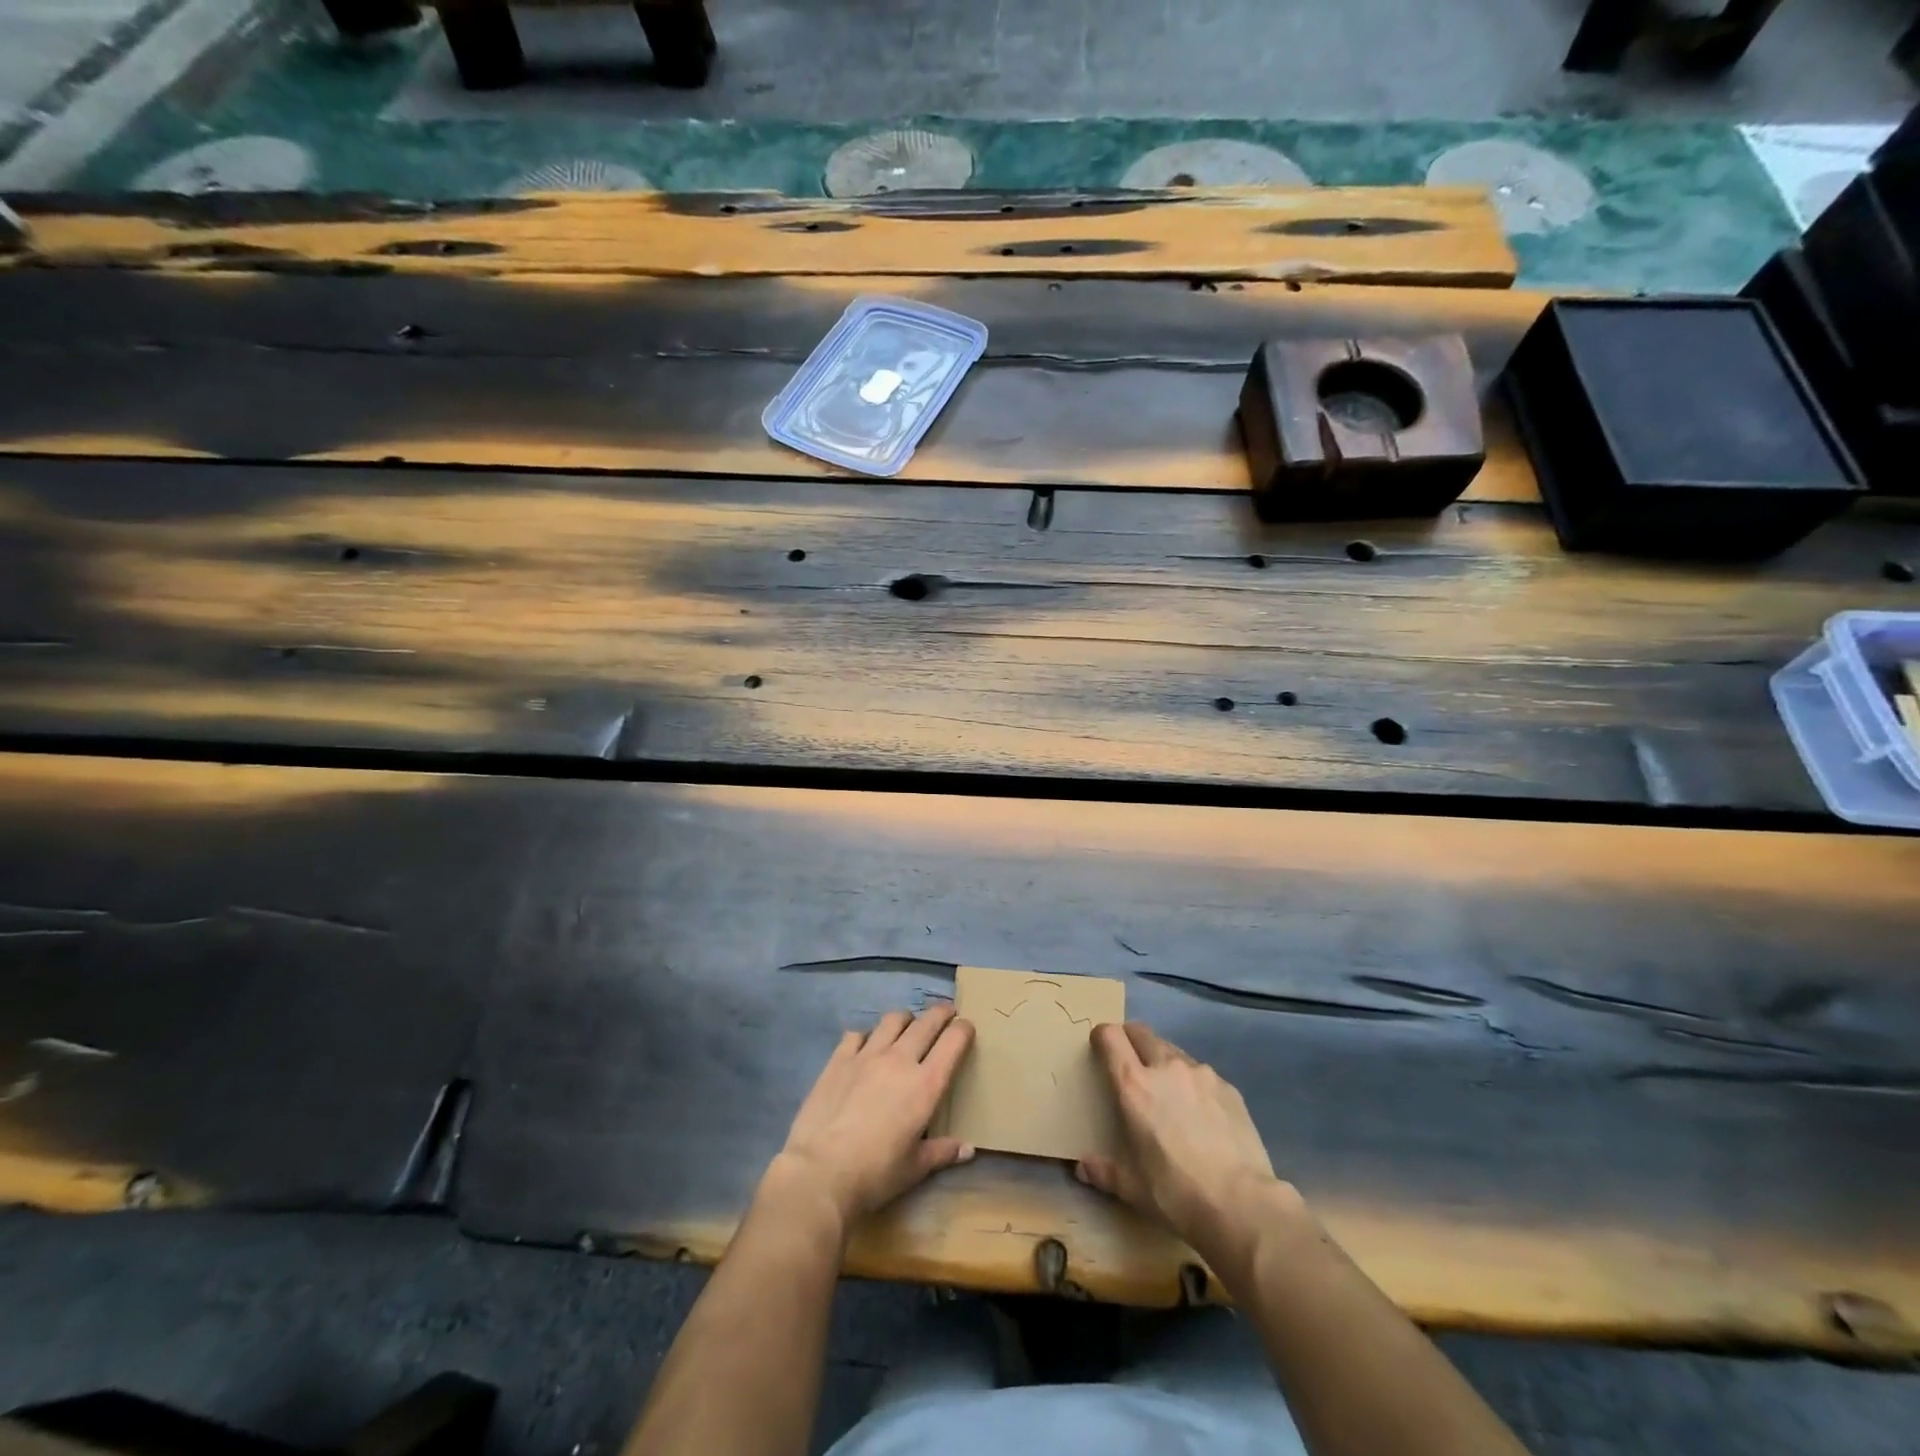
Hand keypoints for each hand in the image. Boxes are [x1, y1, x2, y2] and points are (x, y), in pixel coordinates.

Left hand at [769, 1005, 975, 1226]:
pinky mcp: (839, 1059)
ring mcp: (867, 1055)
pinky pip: (857, 1034)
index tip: (967, 1027)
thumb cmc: (876, 1174)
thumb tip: (968, 1149)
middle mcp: (900, 1060)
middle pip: (926, 1022)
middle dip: (941, 1013)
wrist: (821, 1171)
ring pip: (893, 1020)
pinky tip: (865, 1046)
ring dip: (905, 1019)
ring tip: (907, 1026)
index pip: (953, 1042)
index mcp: (926, 1084)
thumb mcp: (915, 1168)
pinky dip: (867, 1036)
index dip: (964, 1030)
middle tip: (946, 1012)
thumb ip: (942, 1152)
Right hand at [1077, 1021, 1294, 1257]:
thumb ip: (1104, 1171)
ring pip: (1173, 1051)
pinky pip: (1202, 1074)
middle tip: (1130, 1063)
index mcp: (1133, 1085)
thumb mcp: (1131, 1188)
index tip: (1100, 1047)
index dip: (1102, 1036)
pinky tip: (1201, 1114)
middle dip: (1131, 1040)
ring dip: (1163, 1061)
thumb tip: (1083, 1168)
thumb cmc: (1175, 1192)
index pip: (1110, 1037)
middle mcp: (1165, 1067)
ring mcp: (1201, 1073)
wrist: (1242, 1204)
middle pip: (1141, 1033)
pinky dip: (1193, 1083)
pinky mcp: (1228, 1087)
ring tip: (1168, 1092)